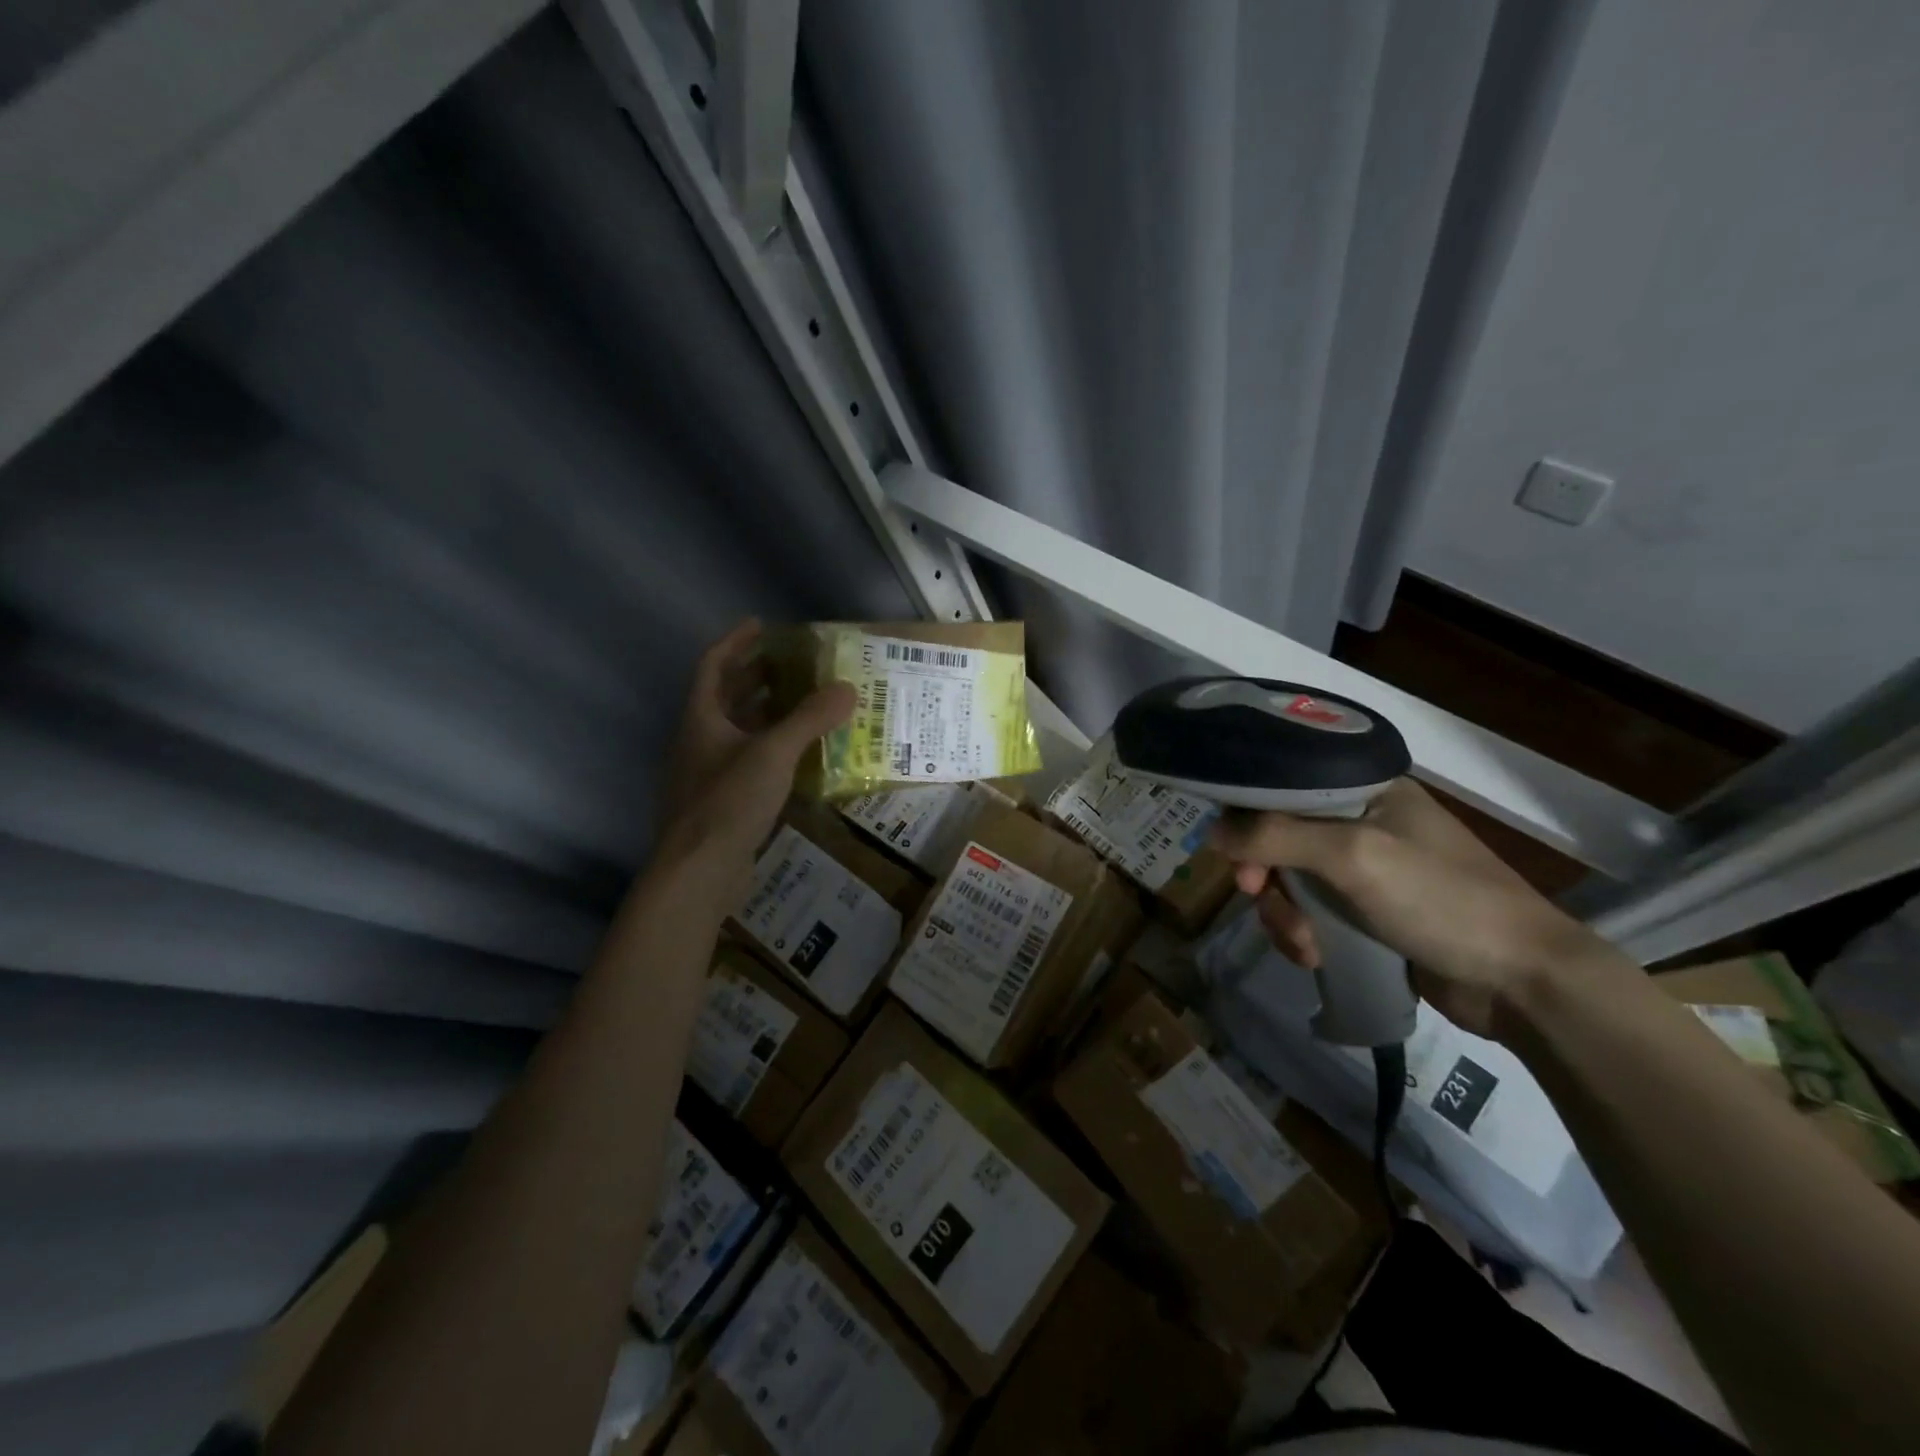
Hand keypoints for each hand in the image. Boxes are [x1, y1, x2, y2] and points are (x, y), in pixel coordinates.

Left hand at [655, 619, 854, 874]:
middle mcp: (698, 741)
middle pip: (724, 698)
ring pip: (736, 732)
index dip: (735, 642)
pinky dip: (769, 750)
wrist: (698, 871)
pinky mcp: (719, 803)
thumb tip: (848, 687)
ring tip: (802, 705)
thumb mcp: (774, 753)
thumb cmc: (729, 801)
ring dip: (765, 715)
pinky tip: (797, 758)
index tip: (761, 625)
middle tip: (792, 666)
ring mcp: (705, 774)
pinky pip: (745, 762)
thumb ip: (810, 719)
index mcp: (700, 719)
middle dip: (756, 677)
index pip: (712, 666)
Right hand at [1210, 779, 1627, 1039]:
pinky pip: (1310, 913)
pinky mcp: (1366, 913)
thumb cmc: (1441, 899)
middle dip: (1264, 874)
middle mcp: (1361, 822)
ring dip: (1283, 913)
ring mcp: (1365, 870)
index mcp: (1364, 789)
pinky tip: (1315, 956)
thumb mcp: (1353, 856)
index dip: (1249, 815)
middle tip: (1257, 895)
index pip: (1283, 785)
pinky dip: (1303, 935)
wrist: (1522, 982)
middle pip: (1278, 837)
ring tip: (1304, 943)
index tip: (1235, 852)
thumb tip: (1213, 831)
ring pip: (1289, 880)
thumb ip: (1277, 835)